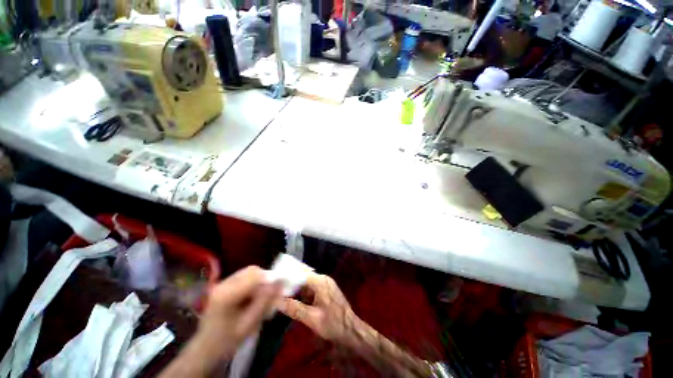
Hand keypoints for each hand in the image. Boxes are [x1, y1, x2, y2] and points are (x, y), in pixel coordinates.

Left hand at [194, 266, 282, 363]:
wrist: (205, 348)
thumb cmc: (227, 340)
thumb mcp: (249, 324)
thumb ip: (265, 301)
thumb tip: (281, 282)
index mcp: (226, 295)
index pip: (254, 276)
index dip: (271, 278)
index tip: (283, 284)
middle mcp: (223, 283)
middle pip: (252, 270)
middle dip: (266, 278)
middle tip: (273, 292)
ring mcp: (222, 283)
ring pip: (249, 272)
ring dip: (260, 280)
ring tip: (264, 295)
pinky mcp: (224, 284)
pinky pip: (245, 277)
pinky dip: (254, 282)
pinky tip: (254, 296)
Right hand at [277, 272, 363, 346]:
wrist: (351, 330)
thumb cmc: (333, 324)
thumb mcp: (312, 318)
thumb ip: (294, 309)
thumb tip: (277, 301)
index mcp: (320, 282)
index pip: (301, 274)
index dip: (288, 277)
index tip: (274, 281)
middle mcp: (323, 279)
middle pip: (304, 276)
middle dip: (291, 281)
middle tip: (275, 286)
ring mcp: (325, 284)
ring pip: (307, 282)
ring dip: (296, 287)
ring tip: (280, 291)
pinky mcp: (326, 290)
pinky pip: (311, 287)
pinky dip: (302, 292)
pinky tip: (294, 298)